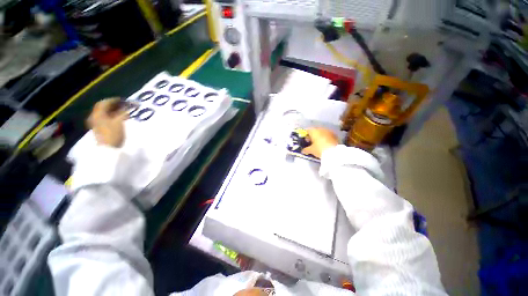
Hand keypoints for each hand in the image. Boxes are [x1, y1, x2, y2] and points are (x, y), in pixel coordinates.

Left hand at [87, 98, 128, 147]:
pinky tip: (119, 118)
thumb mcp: (119, 121)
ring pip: (105, 114)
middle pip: (103, 108)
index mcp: (98, 114)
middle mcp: (95, 117)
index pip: (104, 103)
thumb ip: (123, 112)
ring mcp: (96, 124)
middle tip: (124, 105)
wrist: (108, 149)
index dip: (113, 100)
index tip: (123, 100)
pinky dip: (112, 117)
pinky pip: (105, 119)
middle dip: (113, 105)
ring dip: (114, 111)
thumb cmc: (113, 134)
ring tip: (123, 112)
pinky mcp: (100, 129)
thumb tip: (128, 107)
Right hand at [301, 128, 338, 158]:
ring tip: (318, 143)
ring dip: (319, 136)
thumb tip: (303, 151)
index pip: (307, 130)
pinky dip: (325, 138)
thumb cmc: (319, 149)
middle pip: (315, 131)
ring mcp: (328, 131)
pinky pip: (327, 135)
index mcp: (314, 131)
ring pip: (322, 132)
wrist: (334, 152)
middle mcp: (321, 129)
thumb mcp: (311, 150)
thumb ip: (306, 150)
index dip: (305, 135)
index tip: (305, 140)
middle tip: (311, 142)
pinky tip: (325, 144)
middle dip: (313, 136)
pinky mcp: (334, 135)